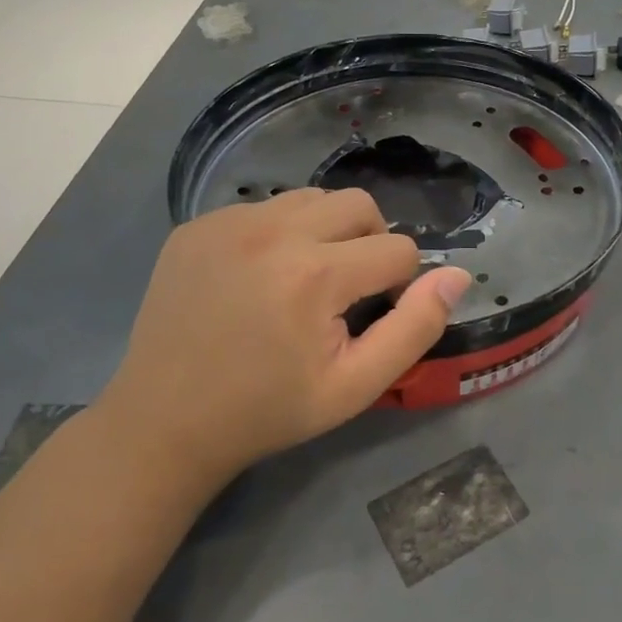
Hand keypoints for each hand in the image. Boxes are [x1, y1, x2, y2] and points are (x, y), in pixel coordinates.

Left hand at [105, 188, 471, 482]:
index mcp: (315, 273)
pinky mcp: (197, 224)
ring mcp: (228, 221)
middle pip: (360, 205)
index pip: (397, 250)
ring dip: (326, 231)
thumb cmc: (269, 410)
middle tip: (346, 292)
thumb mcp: (356, 385)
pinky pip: (264, 208)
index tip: (366, 320)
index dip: (397, 286)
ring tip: (304, 280)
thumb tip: (457, 275)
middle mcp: (273, 230)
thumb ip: (415, 328)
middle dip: (370, 243)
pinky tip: (257, 277)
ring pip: (312, 198)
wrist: (164, 423)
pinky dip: (279, 233)